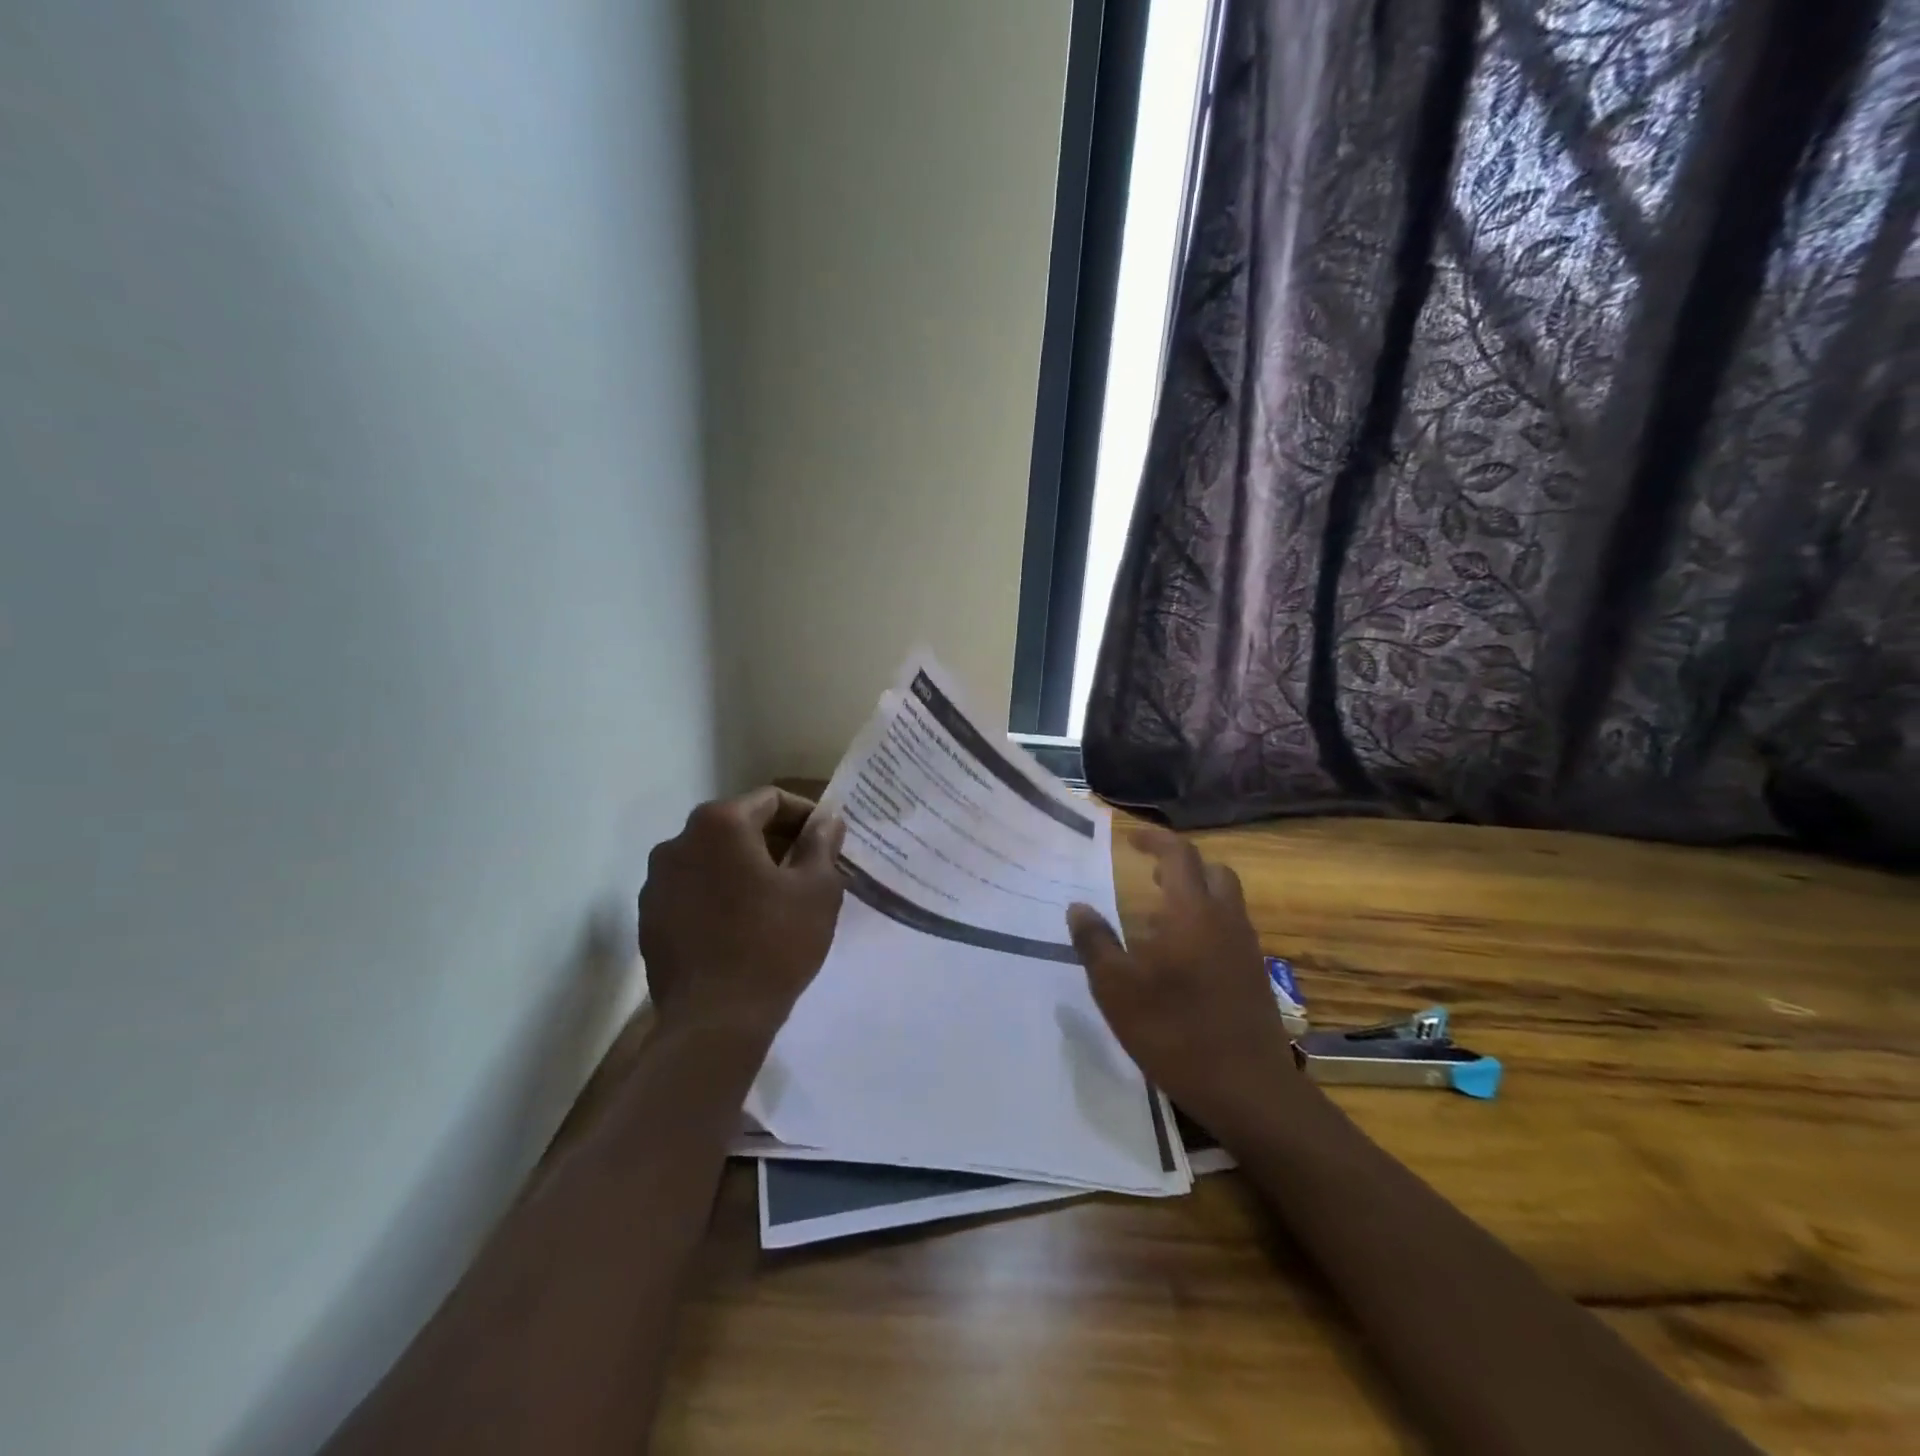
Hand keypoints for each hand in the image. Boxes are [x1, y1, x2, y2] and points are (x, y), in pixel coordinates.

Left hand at [639, 787, 845, 1039]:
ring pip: (712, 859)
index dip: (805, 815)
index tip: (826, 841)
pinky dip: (719, 894)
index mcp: (720, 824)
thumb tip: (827, 819)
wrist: (714, 1022)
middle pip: (738, 825)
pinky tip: (741, 924)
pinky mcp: (649, 917)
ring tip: (775, 899)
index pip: (771, 800)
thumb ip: (822, 843)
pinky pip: (692, 890)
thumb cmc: (775, 944)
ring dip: (744, 867)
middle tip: (807, 869)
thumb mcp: (817, 889)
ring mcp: (656, 881)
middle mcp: (678, 841)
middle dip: (775, 841)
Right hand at [1066, 827, 1298, 1123]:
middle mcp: (1225, 920)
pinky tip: (1182, 959)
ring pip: (1225, 900)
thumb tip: (1078, 908)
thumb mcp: (1116, 989)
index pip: (1179, 855)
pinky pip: (1230, 929)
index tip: (1130, 839)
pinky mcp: (1255, 975)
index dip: (1155, 840)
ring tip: (1158, 918)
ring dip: (1195, 895)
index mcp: (1191, 912)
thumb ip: (1095, 943)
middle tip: (1149, 877)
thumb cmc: (1174, 1031)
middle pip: (1212, 871)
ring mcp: (1245, 948)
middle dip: (1181, 865)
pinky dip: (1207, 923)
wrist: (1248, 1088)